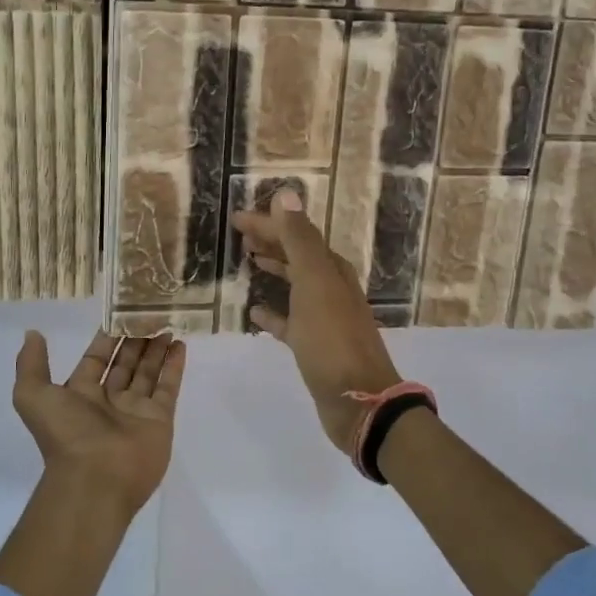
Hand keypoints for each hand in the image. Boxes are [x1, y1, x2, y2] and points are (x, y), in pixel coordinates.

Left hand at [12, 330, 186, 516]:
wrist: (96, 478)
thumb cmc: (66, 433)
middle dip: (135, 339)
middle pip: (125, 363)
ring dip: (156, 349)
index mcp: (80, 394)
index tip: (120, 312)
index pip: (96, 358)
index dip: (107, 337)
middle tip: (149, 312)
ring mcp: (136, 410)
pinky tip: (179, 344)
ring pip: (147, 372)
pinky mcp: (159, 419)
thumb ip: (32, 364)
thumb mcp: (33, 395)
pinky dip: (174, 366)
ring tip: (166, 323)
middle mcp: (108, 400)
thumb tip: (33, 334)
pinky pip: (167, 387)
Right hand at [231, 189, 401, 453]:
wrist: (358, 400)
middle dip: (272, 241)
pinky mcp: (315, 345)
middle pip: (297, 255)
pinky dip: (272, 313)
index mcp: (331, 270)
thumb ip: (300, 240)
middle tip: (240, 235)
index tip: (236, 218)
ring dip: (274, 269)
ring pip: (295, 284)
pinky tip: (255, 312)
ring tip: (249, 261)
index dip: (268, 223)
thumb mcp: (315, 283)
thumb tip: (286, 195)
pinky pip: (289, 321)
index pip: (296, 234)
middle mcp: (331, 288)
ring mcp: (324, 318)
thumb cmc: (333, 339)